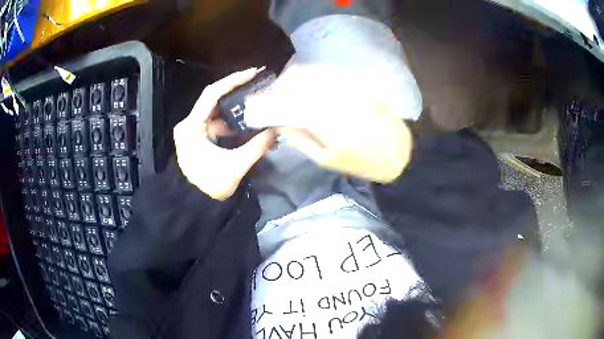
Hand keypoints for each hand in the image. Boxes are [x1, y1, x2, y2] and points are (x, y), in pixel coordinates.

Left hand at [173, 69, 276, 200]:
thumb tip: (277, 131)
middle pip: (215, 102)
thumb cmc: (209, 185)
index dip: (233, 81)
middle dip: (238, 96)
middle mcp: (190, 124)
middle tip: (260, 88)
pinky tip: (249, 128)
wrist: (193, 205)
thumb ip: (257, 147)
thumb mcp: (235, 166)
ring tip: (259, 108)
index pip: (212, 94)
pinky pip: (217, 127)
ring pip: (218, 115)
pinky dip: (232, 127)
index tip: (253, 73)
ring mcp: (193, 132)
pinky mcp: (199, 140)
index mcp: (191, 126)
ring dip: (237, 114)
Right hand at [244, 63, 413, 182]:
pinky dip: (314, 74)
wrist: (397, 151)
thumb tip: (279, 122)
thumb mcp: (325, 158)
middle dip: (280, 85)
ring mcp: (349, 85)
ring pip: (314, 71)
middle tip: (271, 95)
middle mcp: (336, 96)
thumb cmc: (360, 161)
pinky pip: (330, 72)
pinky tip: (309, 83)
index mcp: (326, 120)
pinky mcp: (359, 81)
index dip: (268, 101)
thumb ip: (299, 137)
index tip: (255, 103)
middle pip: (299, 79)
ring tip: (287, 88)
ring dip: (295, 77)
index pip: (287, 103)